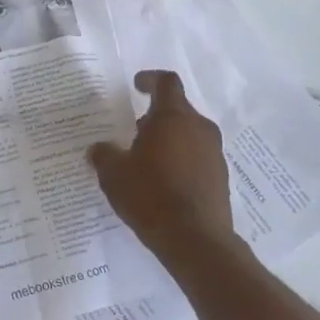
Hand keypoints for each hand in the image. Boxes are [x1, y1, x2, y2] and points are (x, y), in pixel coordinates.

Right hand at [88, 70, 234, 258]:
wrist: (196, 240)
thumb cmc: (151, 195)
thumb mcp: (114, 174)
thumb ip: (104, 155)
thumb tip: (99, 149)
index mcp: (173, 117)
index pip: (166, 82)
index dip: (150, 79)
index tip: (136, 85)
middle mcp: (199, 128)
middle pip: (177, 110)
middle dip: (154, 117)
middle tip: (132, 132)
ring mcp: (214, 154)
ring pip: (188, 134)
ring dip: (168, 140)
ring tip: (145, 161)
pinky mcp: (220, 178)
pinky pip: (197, 158)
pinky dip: (180, 161)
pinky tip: (162, 183)